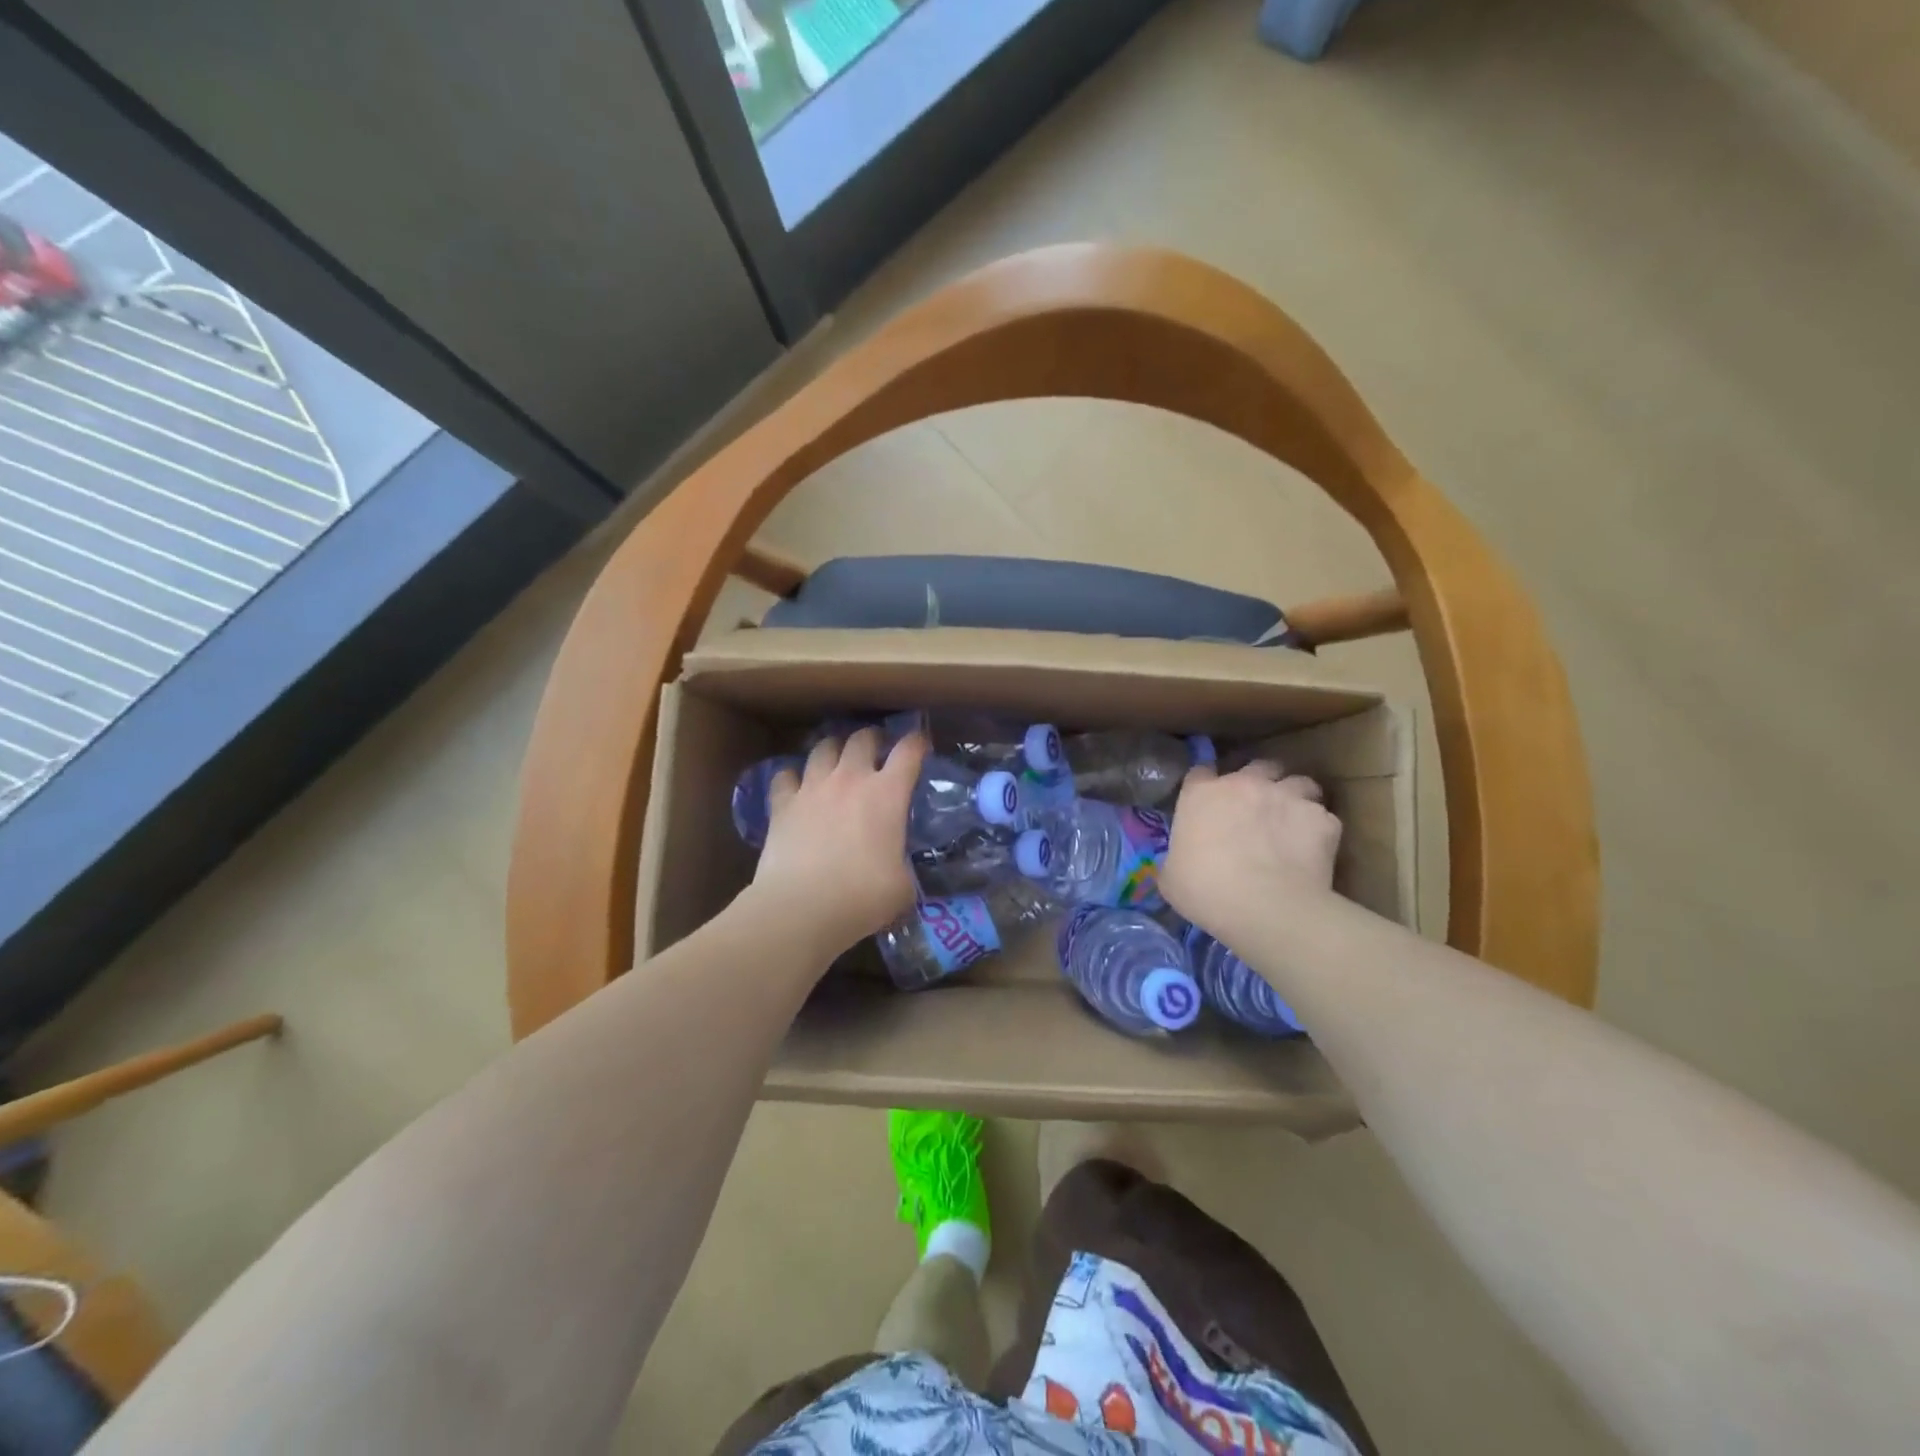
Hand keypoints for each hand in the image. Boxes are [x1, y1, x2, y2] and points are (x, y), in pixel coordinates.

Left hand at [746, 728, 926, 960]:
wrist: (802, 908)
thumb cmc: (862, 897)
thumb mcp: (902, 885)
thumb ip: (902, 865)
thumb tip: (898, 868)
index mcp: (887, 794)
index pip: (909, 751)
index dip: (918, 742)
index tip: (921, 744)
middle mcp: (850, 779)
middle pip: (862, 738)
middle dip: (873, 739)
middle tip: (877, 751)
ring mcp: (812, 788)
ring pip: (823, 747)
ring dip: (834, 750)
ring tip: (837, 762)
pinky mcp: (781, 804)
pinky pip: (785, 776)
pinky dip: (792, 778)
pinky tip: (796, 788)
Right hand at [1160, 762, 1340, 946]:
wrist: (1264, 907)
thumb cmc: (1205, 890)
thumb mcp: (1171, 877)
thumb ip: (1176, 858)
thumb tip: (1175, 865)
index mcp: (1202, 794)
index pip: (1201, 772)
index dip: (1207, 785)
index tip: (1210, 803)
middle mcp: (1245, 785)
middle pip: (1258, 766)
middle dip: (1260, 782)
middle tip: (1258, 808)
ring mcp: (1288, 797)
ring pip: (1300, 782)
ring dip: (1296, 797)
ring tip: (1294, 821)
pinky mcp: (1323, 820)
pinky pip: (1324, 818)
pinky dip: (1320, 830)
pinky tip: (1314, 851)